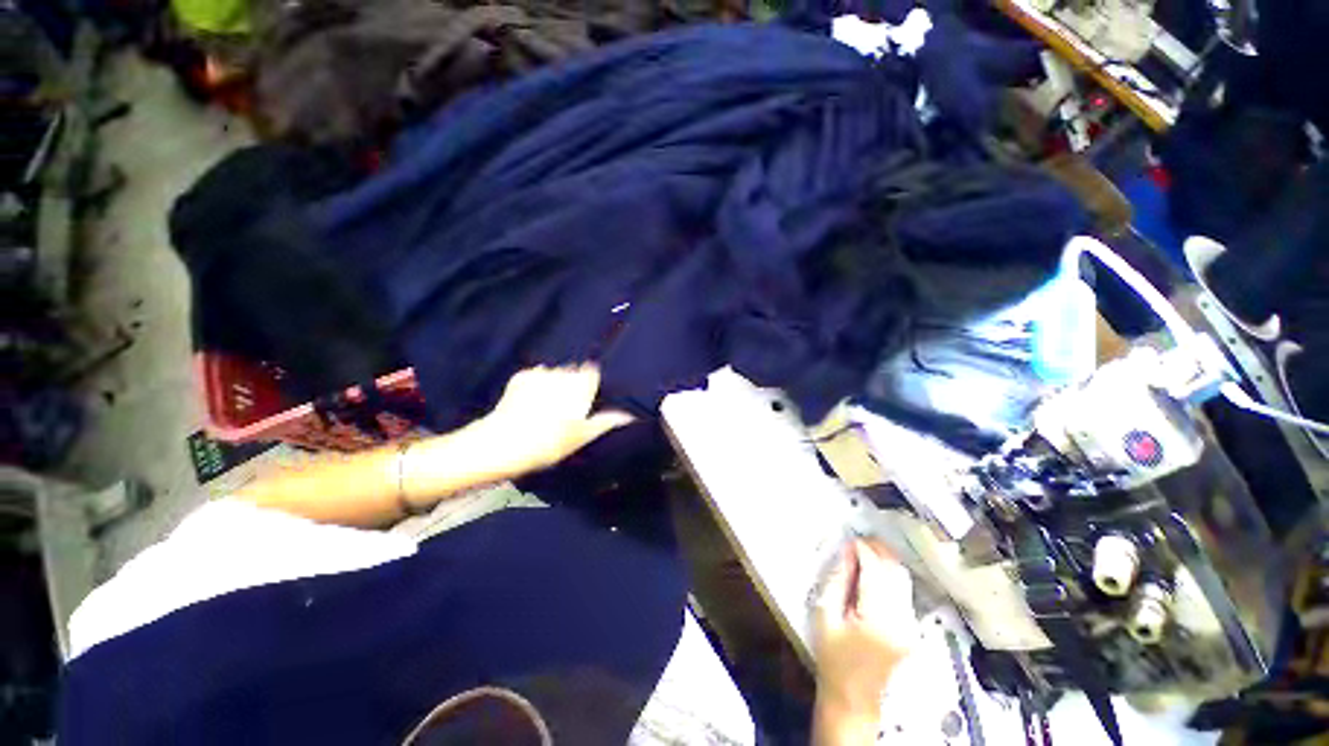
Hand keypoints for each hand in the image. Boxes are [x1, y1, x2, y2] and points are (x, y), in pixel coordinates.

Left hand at [477, 364, 633, 474]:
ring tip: (547, 407)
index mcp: (580, 386)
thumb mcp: (582, 436)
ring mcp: (540, 374)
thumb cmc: (549, 442)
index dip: (590, 384)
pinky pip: (535, 375)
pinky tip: (531, 400)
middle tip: (566, 409)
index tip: (587, 397)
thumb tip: (629, 416)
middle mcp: (562, 374)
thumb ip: (605, 422)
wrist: (502, 444)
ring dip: (555, 383)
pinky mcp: (521, 378)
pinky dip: (536, 383)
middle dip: (573, 384)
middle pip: (574, 371)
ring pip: (555, 372)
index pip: (592, 372)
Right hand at [812, 540, 918, 738]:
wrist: (852, 698)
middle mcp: (901, 622)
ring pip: (903, 580)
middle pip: (895, 573)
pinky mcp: (911, 628)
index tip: (849, 538)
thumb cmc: (832, 657)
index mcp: (877, 621)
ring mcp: (910, 626)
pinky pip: (903, 591)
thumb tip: (847, 551)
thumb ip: (837, 580)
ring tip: (865, 550)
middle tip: (858, 539)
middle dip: (878, 550)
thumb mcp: (824, 614)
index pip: (876, 572)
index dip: (864, 550)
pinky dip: (890, 574)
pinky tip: (874, 571)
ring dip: (886, 560)